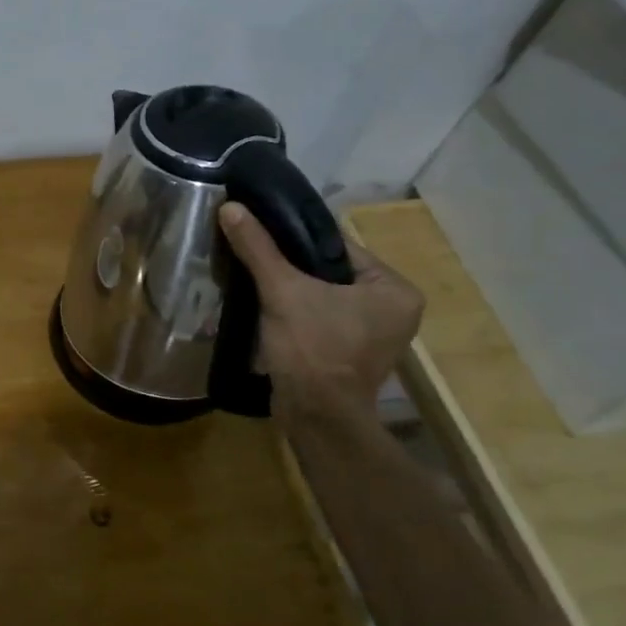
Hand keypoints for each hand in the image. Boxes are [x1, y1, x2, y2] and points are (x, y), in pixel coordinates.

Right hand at [218, 202, 422, 414]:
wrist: (315, 418)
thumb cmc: (312, 349)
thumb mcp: (283, 291)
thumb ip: (258, 248)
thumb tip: (230, 207)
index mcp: (395, 289)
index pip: (339, 248)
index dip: (297, 241)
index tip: (263, 236)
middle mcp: (393, 310)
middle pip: (329, 272)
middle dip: (292, 269)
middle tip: (255, 259)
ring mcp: (374, 336)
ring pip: (322, 297)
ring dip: (290, 292)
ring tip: (255, 280)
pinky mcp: (350, 355)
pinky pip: (319, 320)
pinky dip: (295, 314)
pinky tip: (266, 309)